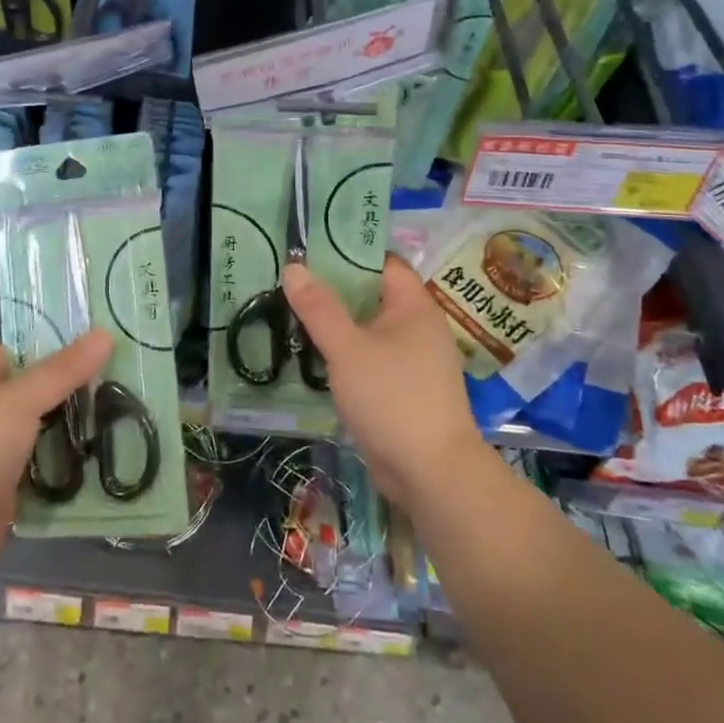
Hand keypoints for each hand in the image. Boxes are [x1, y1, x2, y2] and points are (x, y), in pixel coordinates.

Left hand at [0, 332, 111, 591]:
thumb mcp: (18, 401)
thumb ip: (62, 371)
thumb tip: (106, 333)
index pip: (13, 352)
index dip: (48, 348)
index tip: (94, 348)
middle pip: (30, 391)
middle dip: (68, 389)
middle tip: (117, 380)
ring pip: (38, 431)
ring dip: (70, 428)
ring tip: (123, 413)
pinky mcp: (3, 490)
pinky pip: (40, 468)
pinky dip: (64, 465)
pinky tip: (101, 457)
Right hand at [282, 256, 489, 506]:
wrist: (431, 472)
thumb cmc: (392, 397)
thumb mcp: (347, 348)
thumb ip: (319, 308)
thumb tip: (294, 266)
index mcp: (413, 306)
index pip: (382, 262)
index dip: (348, 252)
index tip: (310, 249)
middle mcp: (418, 327)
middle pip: (372, 295)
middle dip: (334, 289)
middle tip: (292, 280)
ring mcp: (413, 360)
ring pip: (369, 329)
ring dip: (337, 324)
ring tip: (294, 313)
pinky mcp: (403, 390)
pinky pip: (370, 358)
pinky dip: (346, 353)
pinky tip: (315, 355)